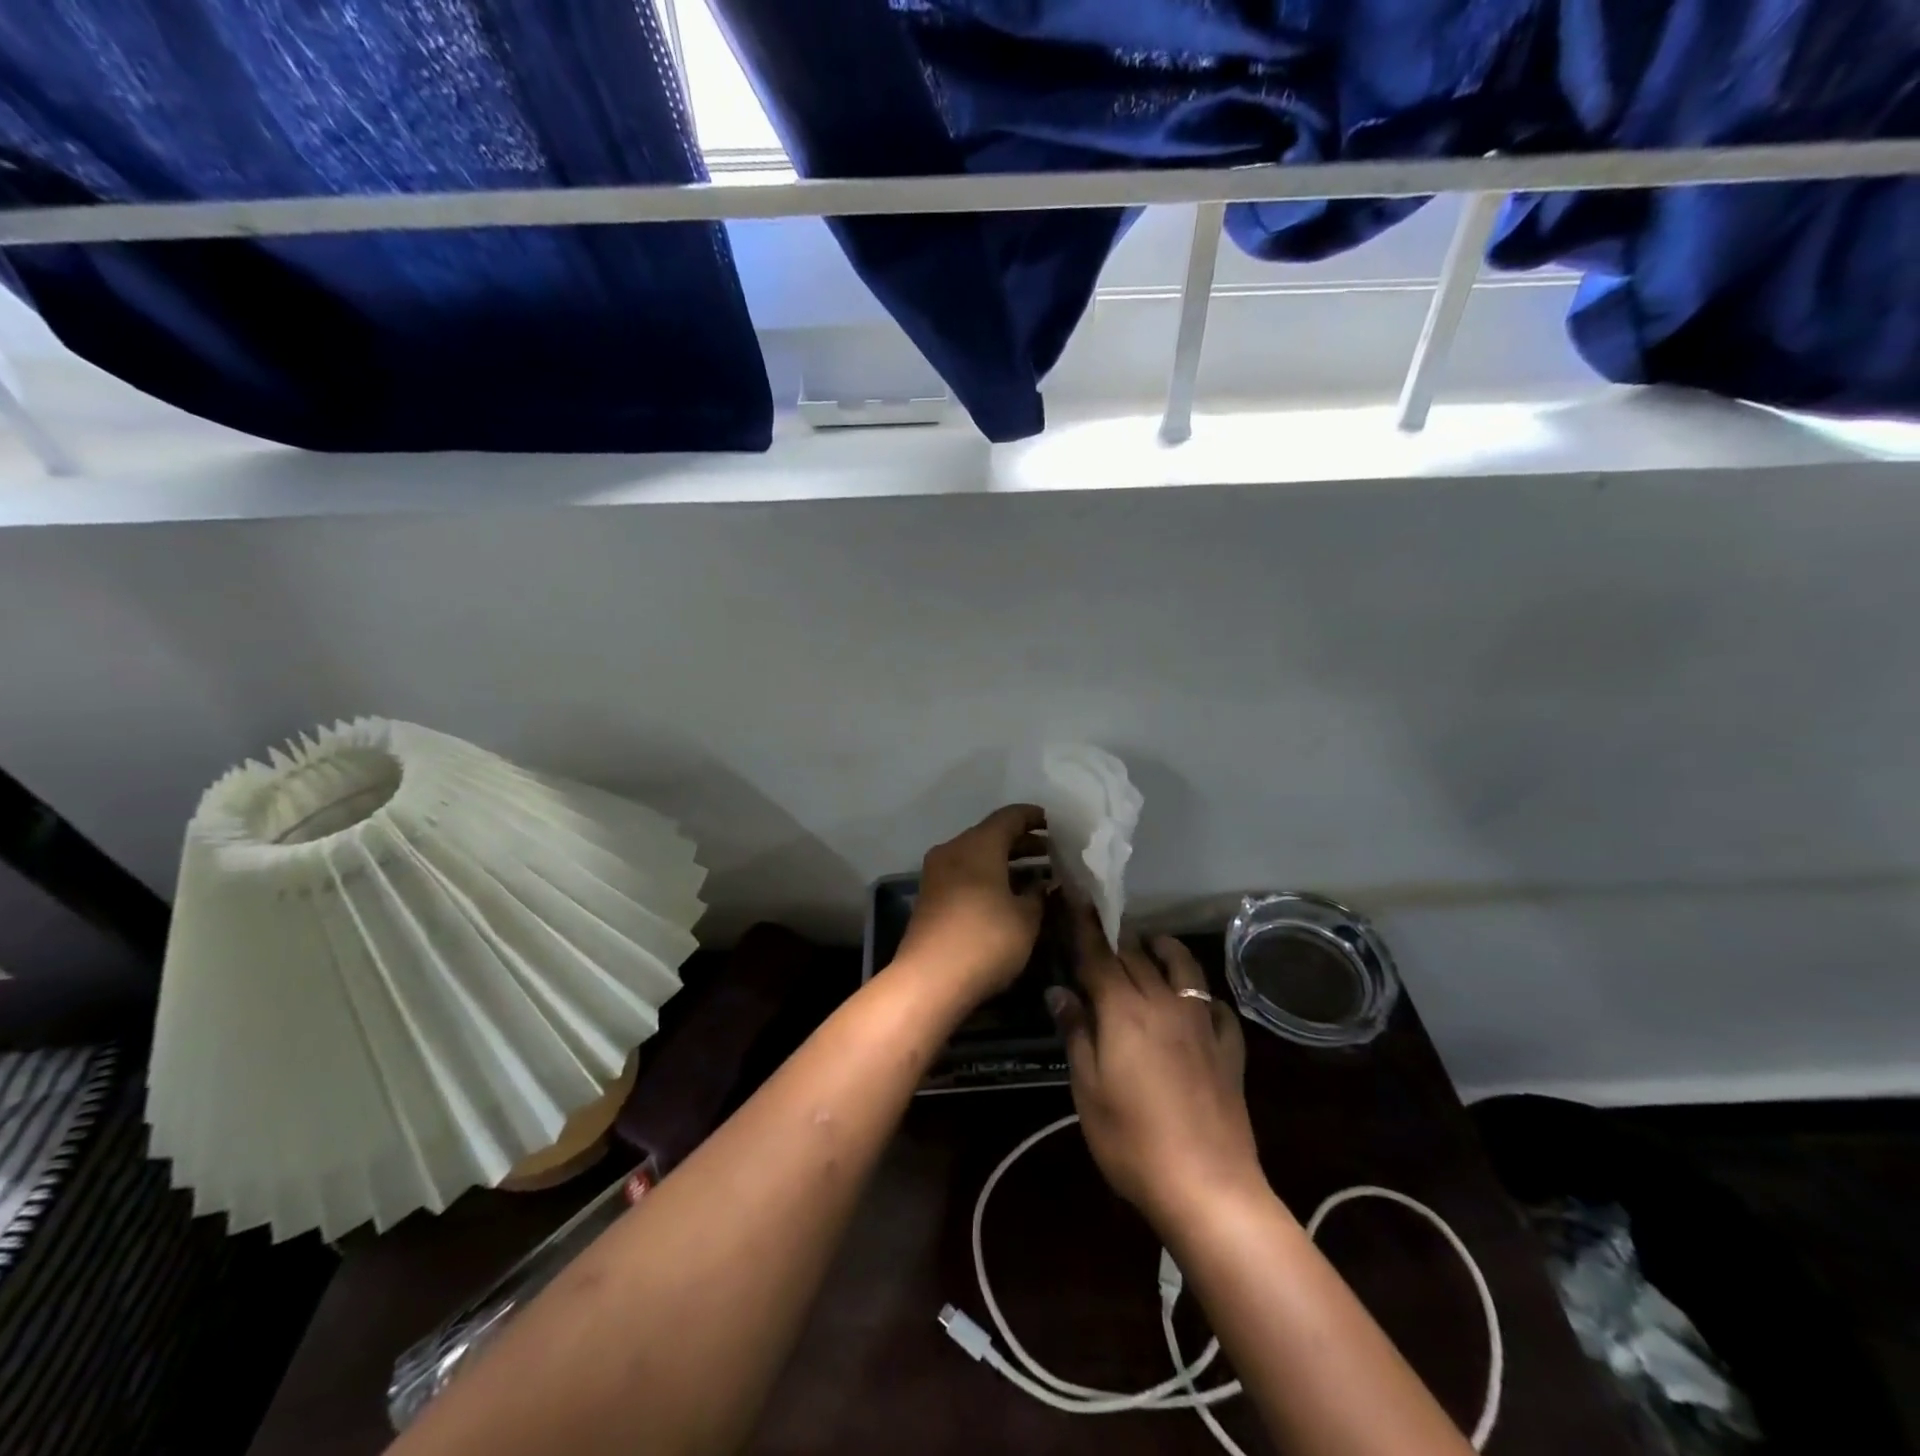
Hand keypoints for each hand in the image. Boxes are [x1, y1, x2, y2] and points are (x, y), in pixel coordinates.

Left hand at [893, 804, 1047, 1004]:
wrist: (929, 980)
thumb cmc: (985, 940)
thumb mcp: (1026, 918)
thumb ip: (1039, 894)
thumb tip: (1044, 883)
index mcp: (978, 844)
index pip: (1010, 817)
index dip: (1034, 817)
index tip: (1055, 823)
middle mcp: (954, 850)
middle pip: (992, 835)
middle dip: (1023, 843)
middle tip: (1053, 854)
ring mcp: (937, 874)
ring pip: (977, 856)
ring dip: (1006, 863)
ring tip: (1037, 877)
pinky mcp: (931, 898)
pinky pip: (965, 875)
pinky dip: (988, 878)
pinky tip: (1008, 897)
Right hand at [1049, 906, 1265, 1232]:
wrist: (1209, 1187)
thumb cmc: (1132, 1141)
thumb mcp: (1087, 1090)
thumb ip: (1076, 1033)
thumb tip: (1059, 991)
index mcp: (1124, 1009)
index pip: (1099, 955)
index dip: (1084, 926)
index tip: (1075, 898)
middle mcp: (1164, 1003)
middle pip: (1137, 956)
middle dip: (1116, 938)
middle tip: (1100, 930)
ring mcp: (1202, 1023)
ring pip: (1184, 967)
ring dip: (1163, 949)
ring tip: (1150, 945)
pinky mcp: (1229, 1048)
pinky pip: (1217, 1006)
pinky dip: (1201, 994)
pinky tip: (1196, 1002)